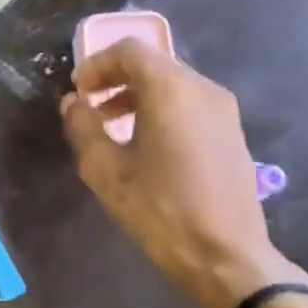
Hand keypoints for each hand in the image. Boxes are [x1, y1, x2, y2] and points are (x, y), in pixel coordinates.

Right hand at [61, 38, 307, 307]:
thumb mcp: (106, 170)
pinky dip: (162, 110)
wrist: (226, 256)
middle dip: (116, 80)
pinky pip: (190, 105)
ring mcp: (224, 111)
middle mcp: (202, 89)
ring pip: (173, 85)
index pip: (130, 51)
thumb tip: (74, 103)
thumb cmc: (160, 210)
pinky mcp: (233, 133)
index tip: (78, 91)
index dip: (97, 65)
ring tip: (113, 128)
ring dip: (138, 96)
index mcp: (171, 90)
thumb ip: (84, 127)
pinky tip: (146, 146)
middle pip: (153, 64)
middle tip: (90, 107)